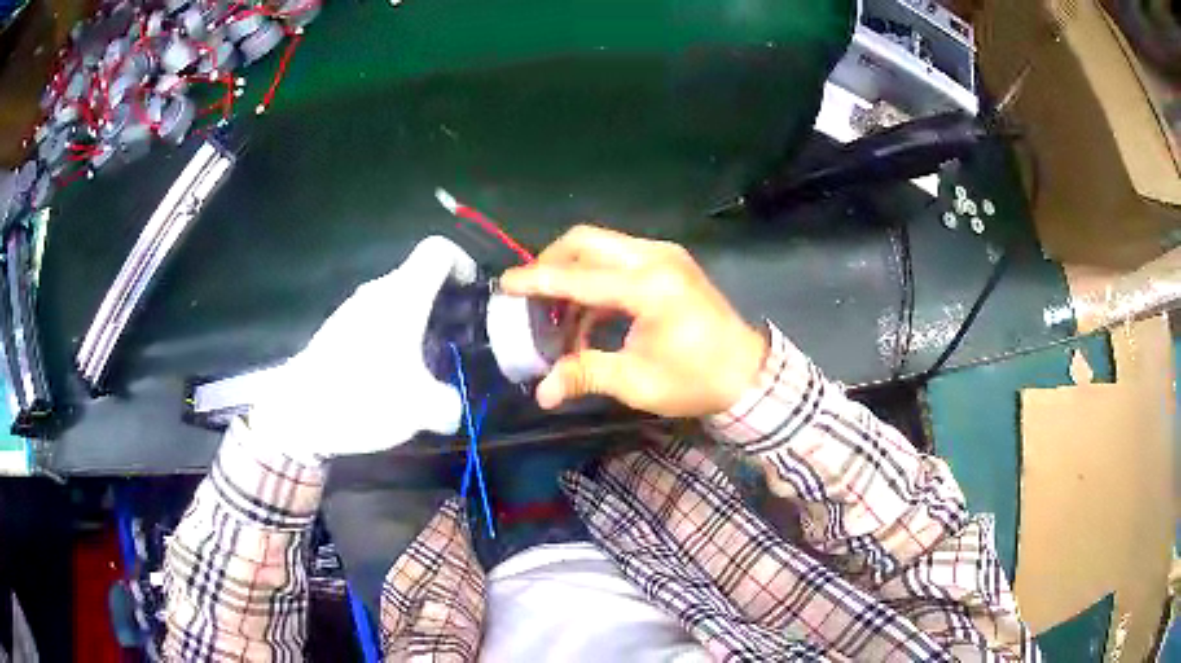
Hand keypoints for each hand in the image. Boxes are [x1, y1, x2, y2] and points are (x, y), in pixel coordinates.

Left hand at [247, 236, 477, 463]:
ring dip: (422, 325)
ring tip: (431, 365)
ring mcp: (355, 310)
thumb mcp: (420, 408)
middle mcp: (379, 292)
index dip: (463, 263)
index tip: (474, 295)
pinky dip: (397, 338)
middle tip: (462, 340)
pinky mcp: (340, 330)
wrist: (299, 411)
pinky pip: (379, 321)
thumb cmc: (362, 395)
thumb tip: (452, 408)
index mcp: (403, 295)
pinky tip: (396, 376)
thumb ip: (449, 404)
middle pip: (421, 279)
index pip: (438, 251)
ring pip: (400, 302)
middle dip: (448, 305)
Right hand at [500, 225, 766, 417]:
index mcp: (649, 287)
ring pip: (601, 246)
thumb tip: (542, 393)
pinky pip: (618, 258)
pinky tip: (587, 316)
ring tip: (557, 315)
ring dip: (572, 272)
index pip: (578, 277)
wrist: (747, 373)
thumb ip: (585, 375)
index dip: (537, 281)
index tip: (505, 284)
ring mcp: (664, 255)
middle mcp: (655, 258)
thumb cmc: (695, 380)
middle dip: (551, 263)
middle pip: (585, 241)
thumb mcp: (637, 382)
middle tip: (532, 297)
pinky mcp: (668, 262)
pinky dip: (595, 279)